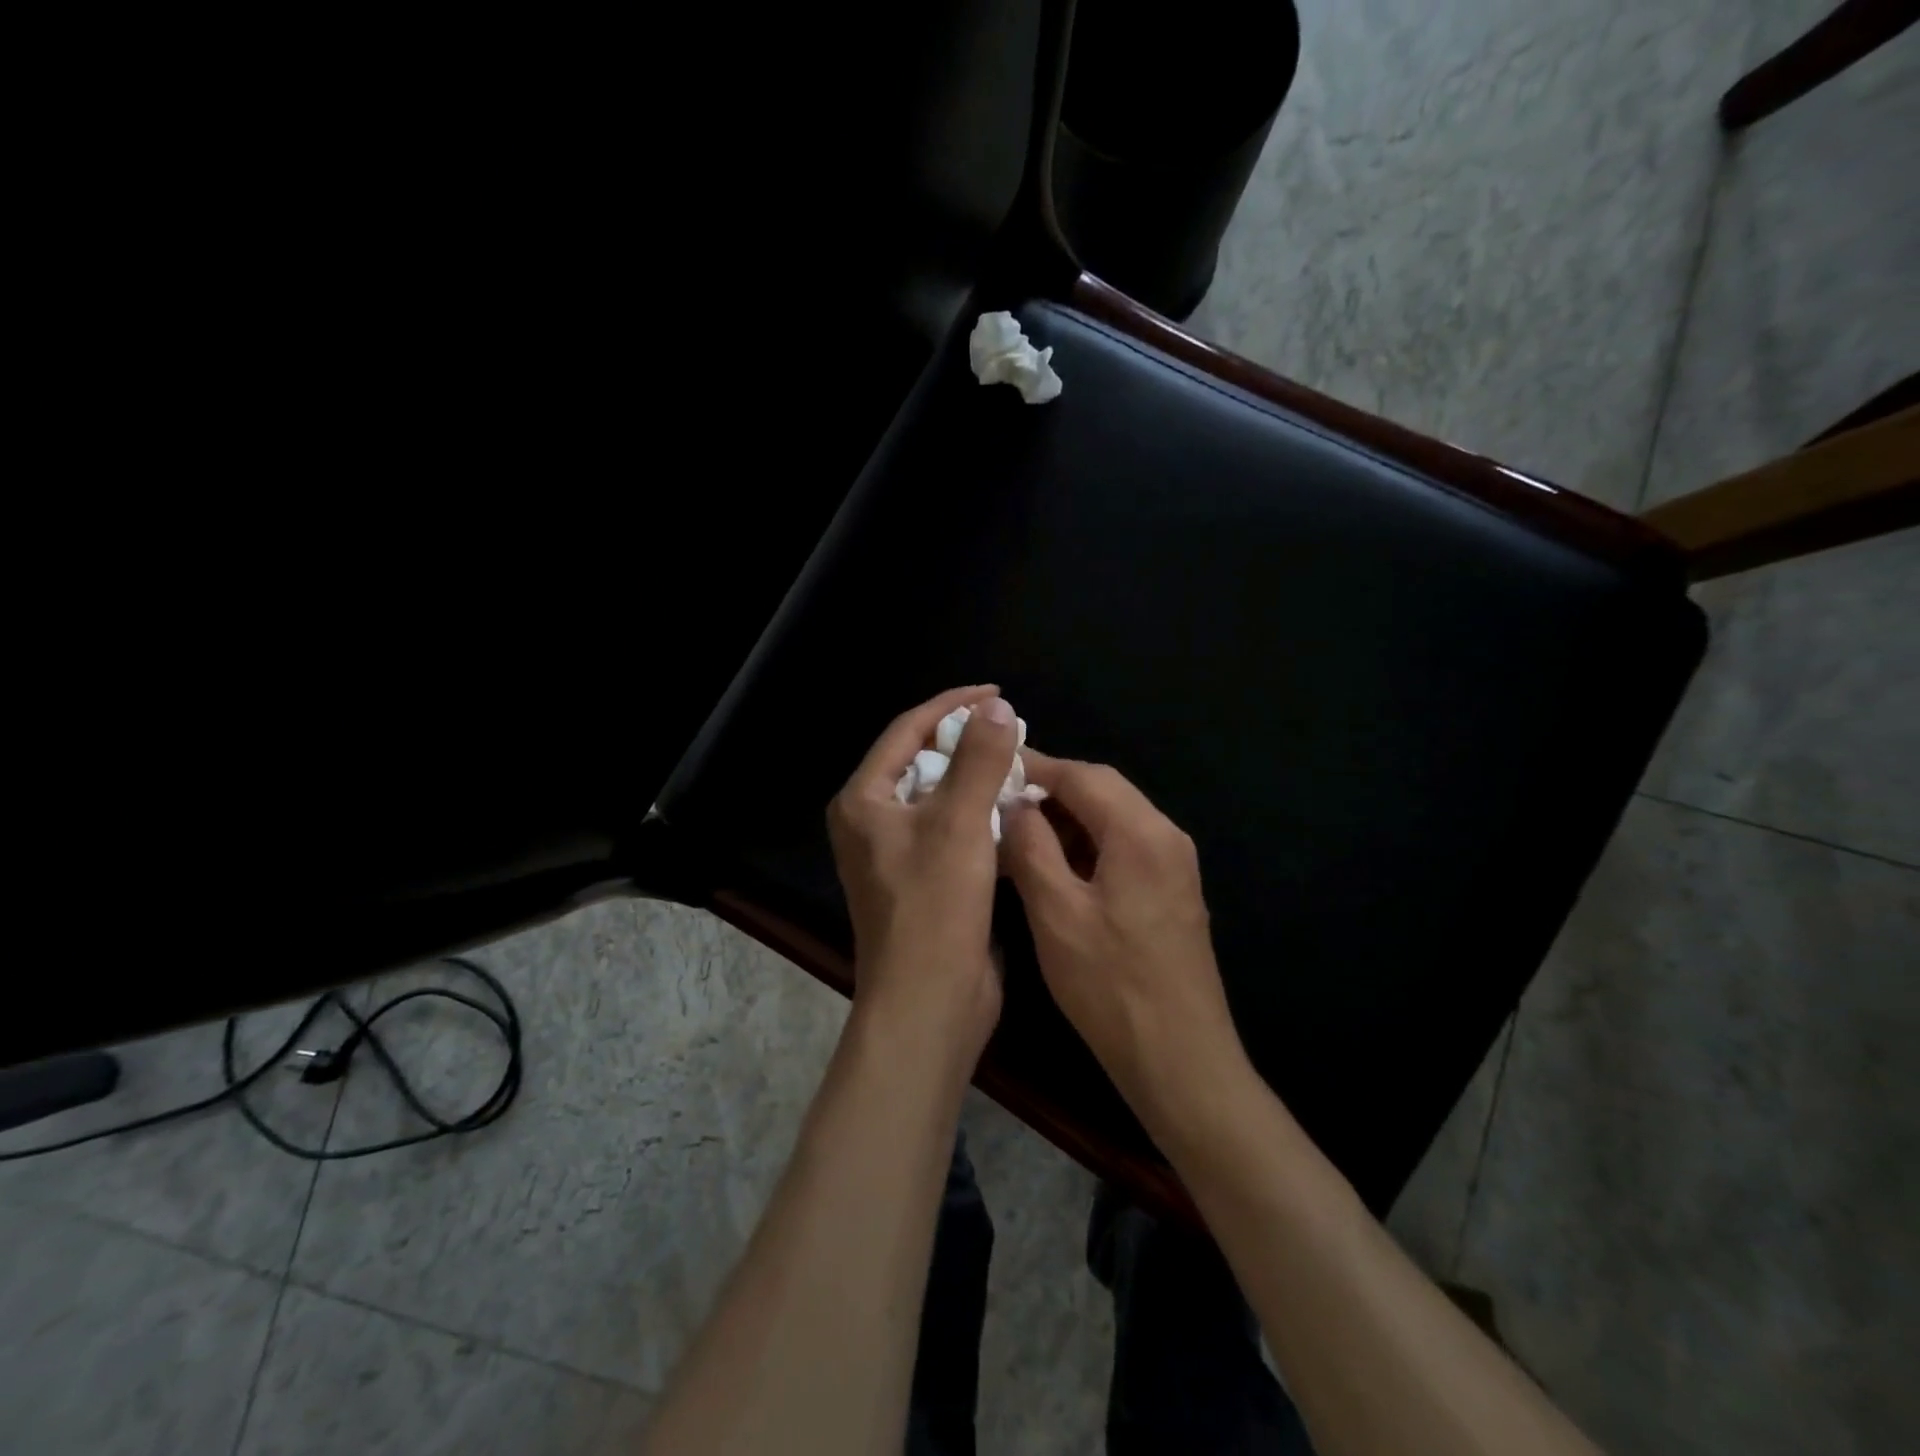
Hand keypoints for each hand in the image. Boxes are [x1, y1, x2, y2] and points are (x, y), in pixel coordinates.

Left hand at [827, 685, 1019, 1063]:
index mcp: (864, 801)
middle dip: (966, 743)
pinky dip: (980, 815)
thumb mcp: (959, 823)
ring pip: (939, 798)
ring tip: (1020, 764)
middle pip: (921, 763)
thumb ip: (979, 760)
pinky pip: (951, 831)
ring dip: (977, 780)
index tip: (997, 693)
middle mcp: (872, 823)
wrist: (929, 1003)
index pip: (907, 731)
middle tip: (1012, 730)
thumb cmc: (935, 908)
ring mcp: (896, 855)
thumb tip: (997, 707)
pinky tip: (1015, 810)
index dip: (951, 706)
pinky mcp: (923, 881)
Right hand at [1002, 753, 1250, 1139]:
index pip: (1083, 775)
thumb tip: (1014, 805)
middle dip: (1050, 790)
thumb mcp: (1055, 913)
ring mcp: (1174, 865)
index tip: (991, 766)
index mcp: (1141, 833)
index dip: (1035, 767)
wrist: (1181, 1059)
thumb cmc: (1111, 986)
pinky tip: (1053, 864)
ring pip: (1113, 818)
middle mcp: (1166, 836)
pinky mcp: (1171, 892)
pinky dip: (1086, 844)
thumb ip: (1031, 847)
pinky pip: (1124, 847)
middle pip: (1103, 790)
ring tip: (1017, 830)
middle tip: (999, 798)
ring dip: (1067, 818)